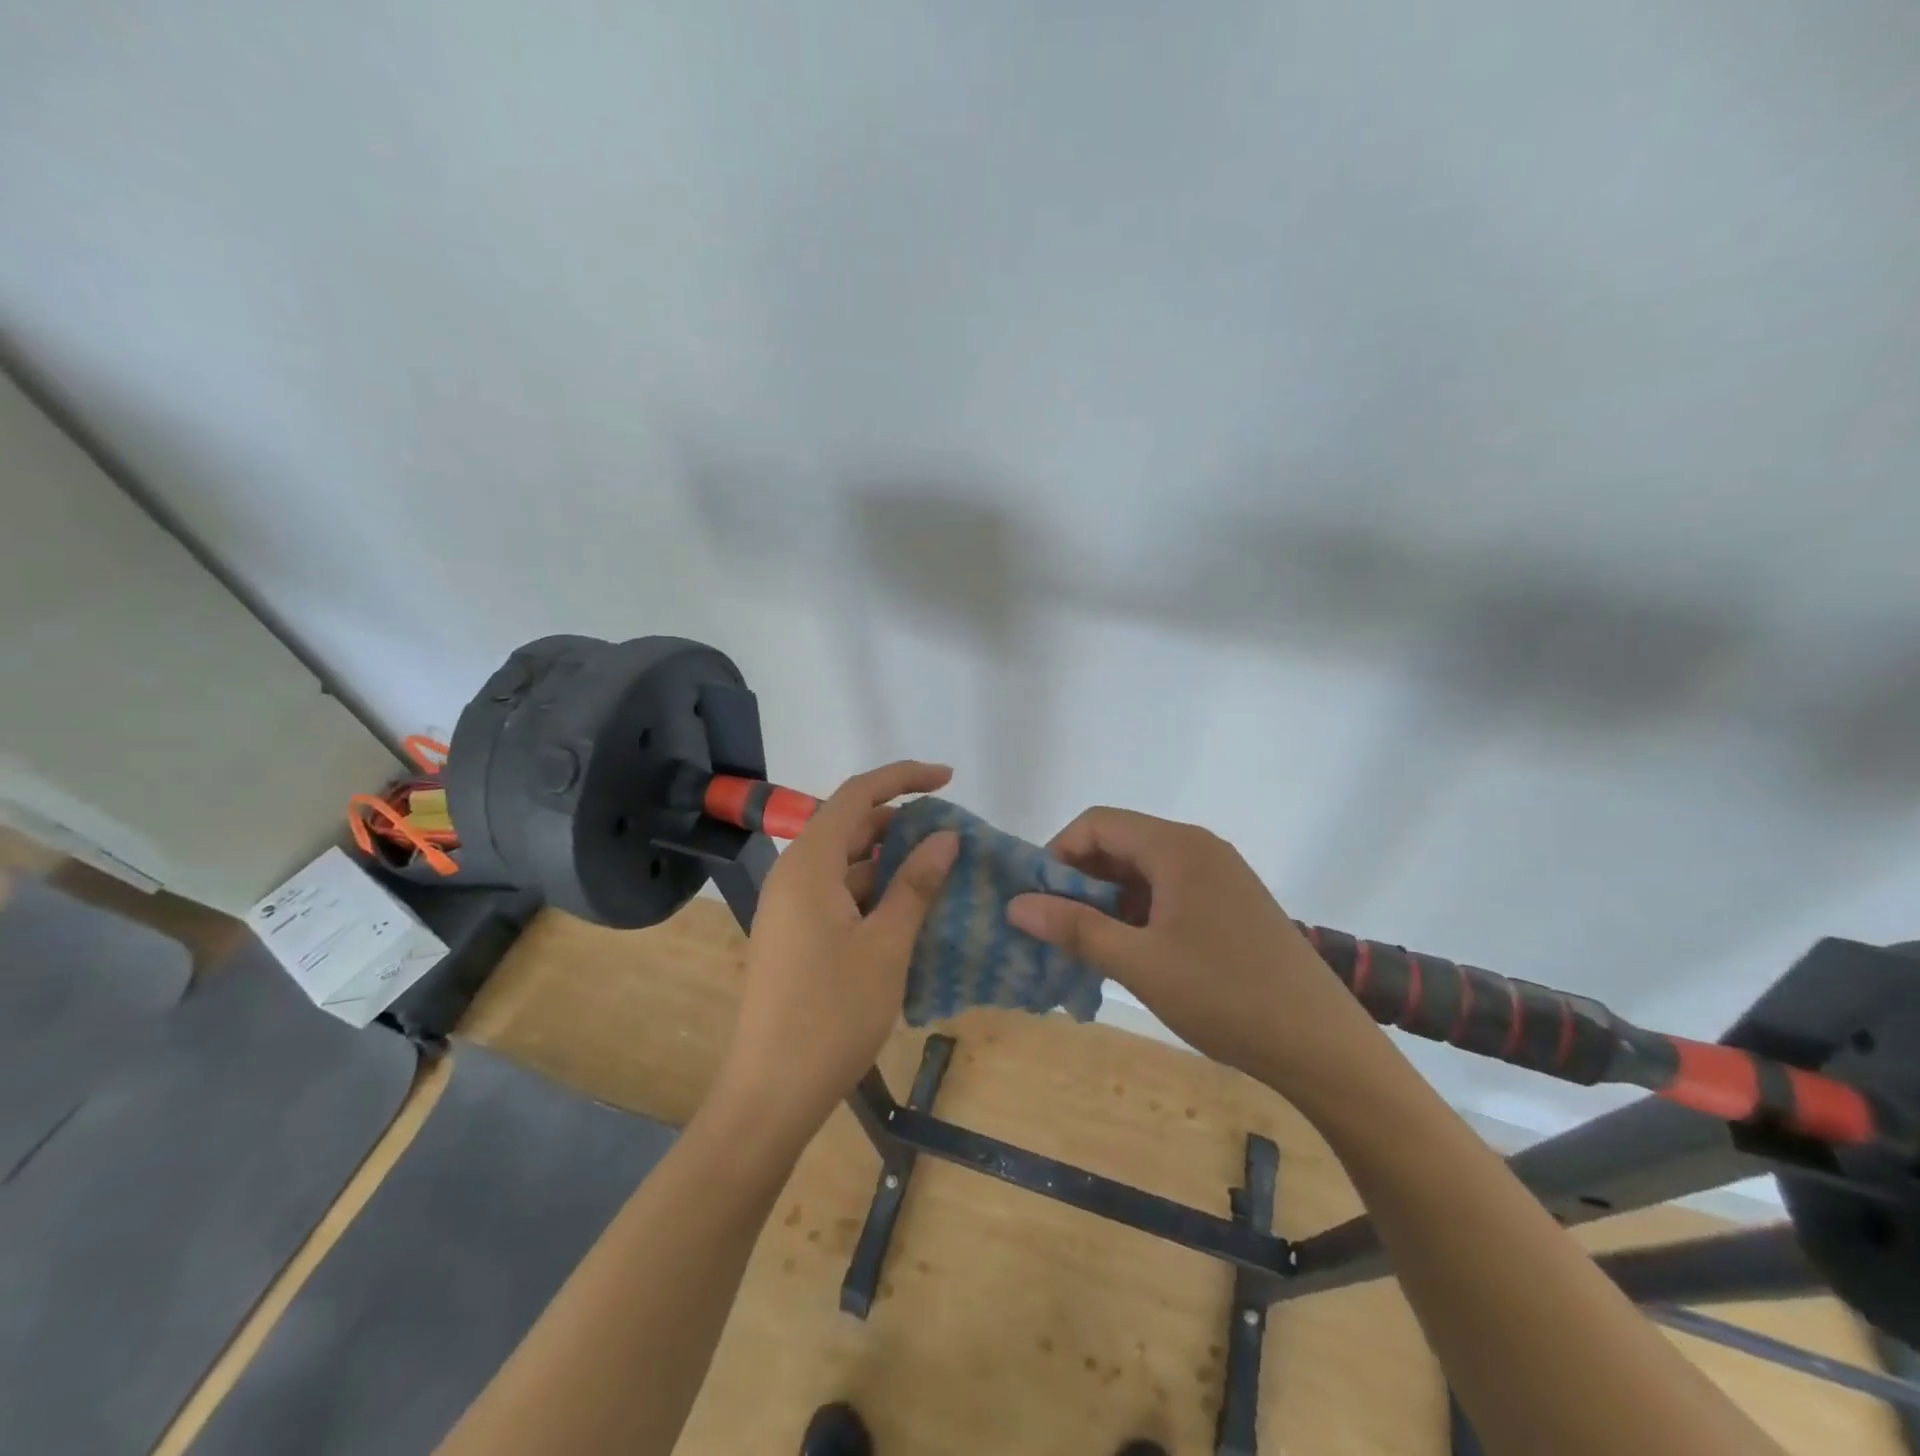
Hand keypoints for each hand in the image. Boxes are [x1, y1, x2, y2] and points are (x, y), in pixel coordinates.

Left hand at [713, 761, 958, 1144]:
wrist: (771, 1093)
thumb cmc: (831, 1014)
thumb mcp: (886, 945)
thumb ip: (915, 884)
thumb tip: (946, 836)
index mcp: (808, 865)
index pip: (857, 795)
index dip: (903, 778)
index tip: (948, 780)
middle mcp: (793, 876)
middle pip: (851, 828)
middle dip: (902, 825)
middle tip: (952, 840)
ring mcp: (791, 909)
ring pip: (848, 865)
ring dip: (892, 865)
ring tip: (941, 877)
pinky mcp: (796, 937)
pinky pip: (840, 897)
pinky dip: (876, 895)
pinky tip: (910, 915)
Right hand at [1006, 808, 1377, 1092]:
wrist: (1324, 1046)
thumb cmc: (1226, 996)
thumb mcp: (1140, 964)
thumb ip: (1075, 928)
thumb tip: (1016, 905)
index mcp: (1177, 847)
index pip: (1097, 824)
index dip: (1057, 854)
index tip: (1038, 900)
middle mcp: (1199, 848)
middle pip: (1120, 844)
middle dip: (1080, 881)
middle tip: (1056, 929)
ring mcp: (1219, 876)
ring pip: (1143, 872)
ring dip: (1108, 902)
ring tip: (1087, 947)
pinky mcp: (1231, 905)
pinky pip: (1169, 893)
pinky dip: (1139, 915)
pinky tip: (1130, 954)